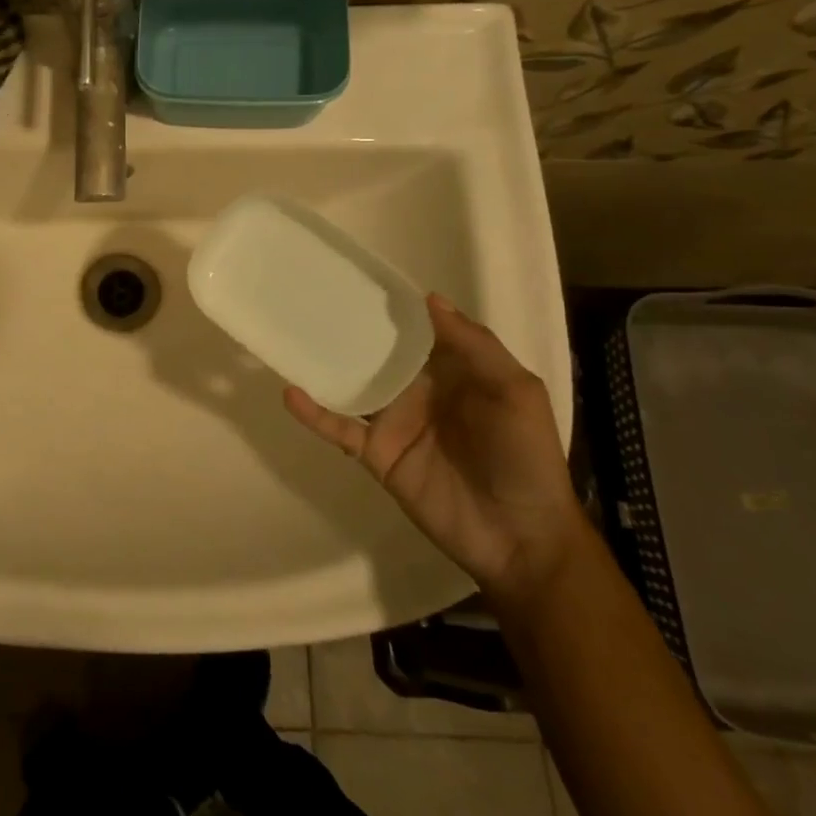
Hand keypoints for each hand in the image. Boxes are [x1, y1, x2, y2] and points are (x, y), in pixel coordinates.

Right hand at [284, 294, 584, 602]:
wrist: (519, 537)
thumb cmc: (525, 457)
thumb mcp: (515, 392)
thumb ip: (475, 346)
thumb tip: (428, 300)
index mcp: (453, 372)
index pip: (417, 331)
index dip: (393, 307)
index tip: (360, 278)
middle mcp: (417, 390)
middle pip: (376, 353)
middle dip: (349, 329)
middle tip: (310, 298)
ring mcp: (393, 422)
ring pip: (351, 386)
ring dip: (323, 365)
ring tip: (290, 336)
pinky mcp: (376, 453)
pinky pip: (339, 428)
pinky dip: (314, 413)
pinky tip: (291, 394)